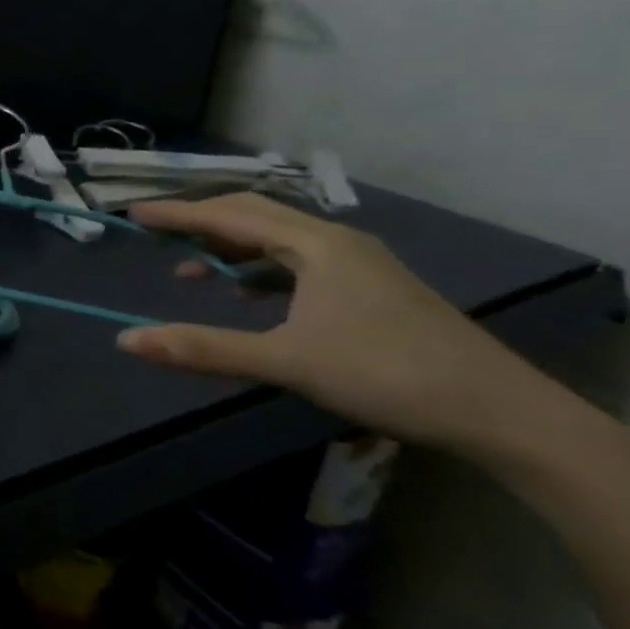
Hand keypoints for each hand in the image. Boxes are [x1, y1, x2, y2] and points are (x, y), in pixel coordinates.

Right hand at [116, 192, 543, 452]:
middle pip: (254, 214)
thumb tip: (126, 340)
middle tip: (158, 235)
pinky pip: (298, 262)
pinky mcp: (370, 287)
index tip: (133, 214)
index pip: (229, 215)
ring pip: (278, 239)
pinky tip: (249, 296)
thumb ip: (203, 348)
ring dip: (230, 248)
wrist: (503, 413)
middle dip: (201, 222)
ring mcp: (357, 263)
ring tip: (192, 271)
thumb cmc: (387, 375)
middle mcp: (335, 241)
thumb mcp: (286, 361)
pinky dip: (260, 270)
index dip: (177, 214)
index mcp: (315, 245)